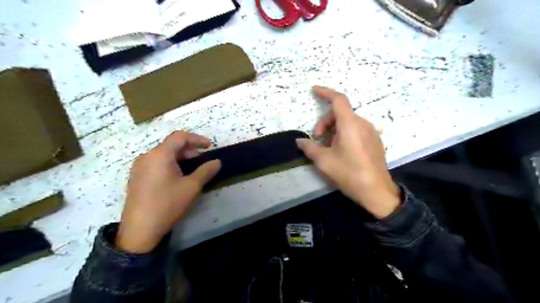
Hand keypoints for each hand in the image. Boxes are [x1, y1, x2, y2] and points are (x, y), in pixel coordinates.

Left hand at [117, 132, 219, 251]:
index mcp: (160, 155)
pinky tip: (176, 177)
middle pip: (171, 144)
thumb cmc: (168, 204)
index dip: (197, 139)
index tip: (210, 146)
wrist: (140, 230)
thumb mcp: (192, 187)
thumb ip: (206, 171)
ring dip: (180, 157)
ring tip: (191, 169)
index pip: (180, 137)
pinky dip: (169, 163)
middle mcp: (147, 156)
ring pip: (163, 154)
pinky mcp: (136, 177)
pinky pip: (156, 162)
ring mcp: (139, 167)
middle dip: (189, 149)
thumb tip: (217, 162)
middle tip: (201, 160)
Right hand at [297, 86, 397, 217]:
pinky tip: (341, 151)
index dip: (325, 92)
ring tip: (328, 147)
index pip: (338, 100)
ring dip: (334, 130)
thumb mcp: (324, 161)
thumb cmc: (349, 173)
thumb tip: (300, 141)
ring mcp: (371, 132)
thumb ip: (310, 148)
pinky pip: (356, 130)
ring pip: (348, 122)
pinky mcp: (375, 141)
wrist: (376, 191)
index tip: (314, 90)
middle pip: (341, 113)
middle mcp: (363, 124)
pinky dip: (344, 134)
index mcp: (350, 125)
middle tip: (316, 138)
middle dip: (325, 122)